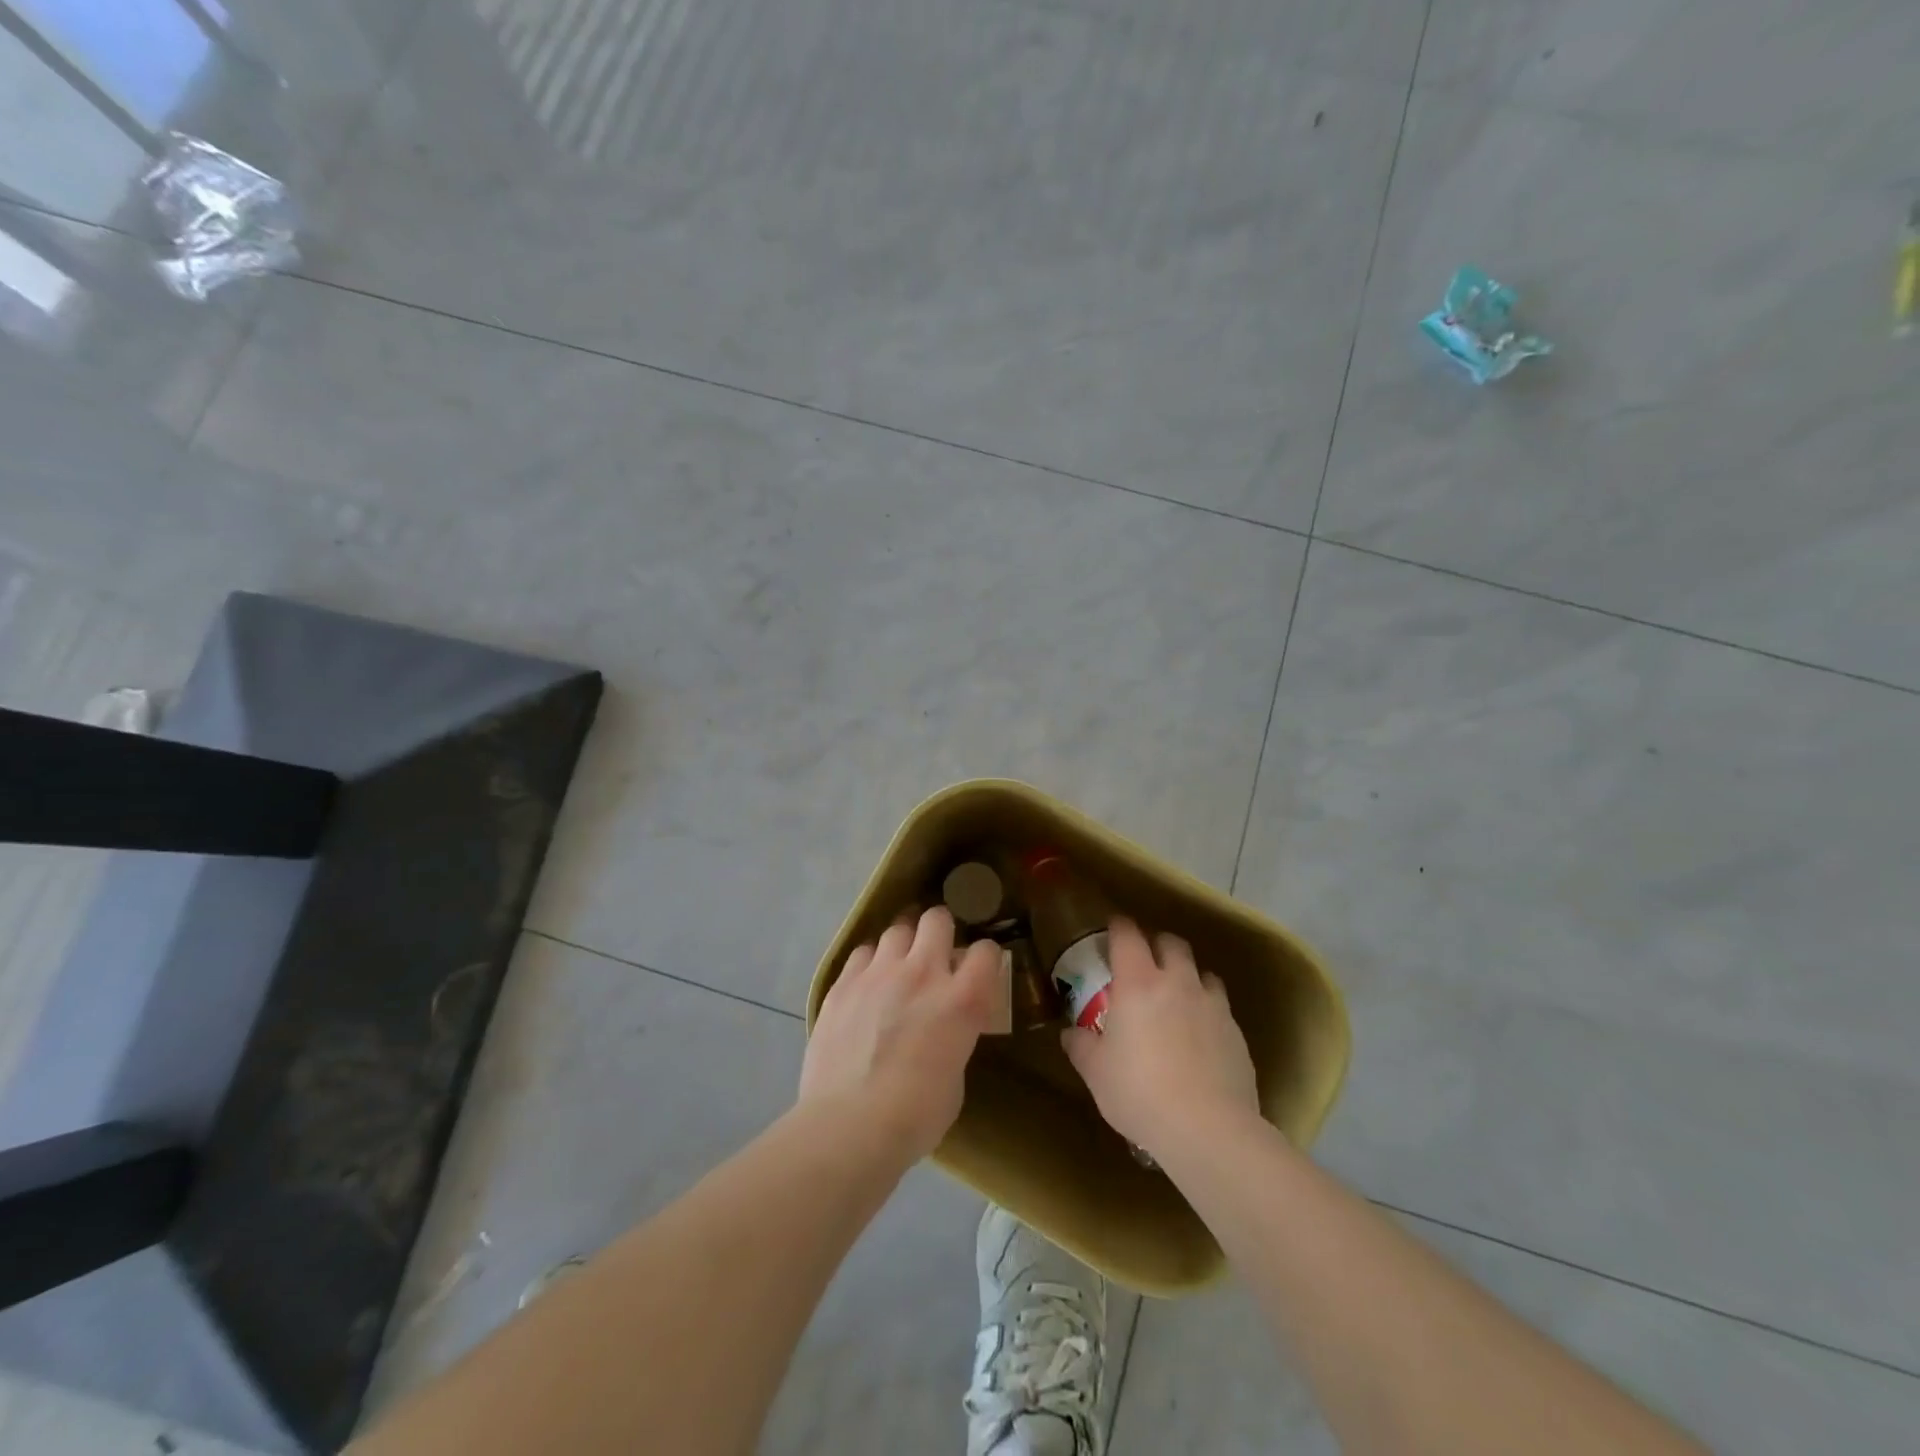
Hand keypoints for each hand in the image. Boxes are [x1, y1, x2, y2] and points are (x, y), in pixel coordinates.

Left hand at [799, 906, 1002, 1160]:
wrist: (848, 1126)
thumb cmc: (913, 1117)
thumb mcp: (955, 1078)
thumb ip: (955, 1039)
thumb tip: (944, 1031)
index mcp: (962, 1000)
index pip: (986, 951)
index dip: (984, 958)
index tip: (978, 970)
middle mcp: (923, 973)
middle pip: (937, 919)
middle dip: (940, 930)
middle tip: (935, 953)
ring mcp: (879, 972)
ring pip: (897, 929)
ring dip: (904, 944)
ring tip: (898, 966)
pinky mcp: (844, 982)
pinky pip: (863, 952)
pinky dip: (871, 962)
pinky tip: (868, 983)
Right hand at [1062, 918, 1259, 1158]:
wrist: (1209, 1130)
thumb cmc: (1140, 1093)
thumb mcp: (1096, 1073)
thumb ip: (1081, 1046)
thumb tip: (1071, 1034)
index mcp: (1138, 983)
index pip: (1128, 935)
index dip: (1118, 927)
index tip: (1112, 929)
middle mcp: (1177, 982)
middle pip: (1171, 943)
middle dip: (1157, 945)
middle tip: (1144, 963)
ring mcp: (1212, 1005)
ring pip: (1201, 971)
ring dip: (1187, 975)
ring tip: (1176, 997)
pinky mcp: (1236, 1032)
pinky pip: (1219, 1005)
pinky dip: (1207, 1008)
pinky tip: (1199, 1035)